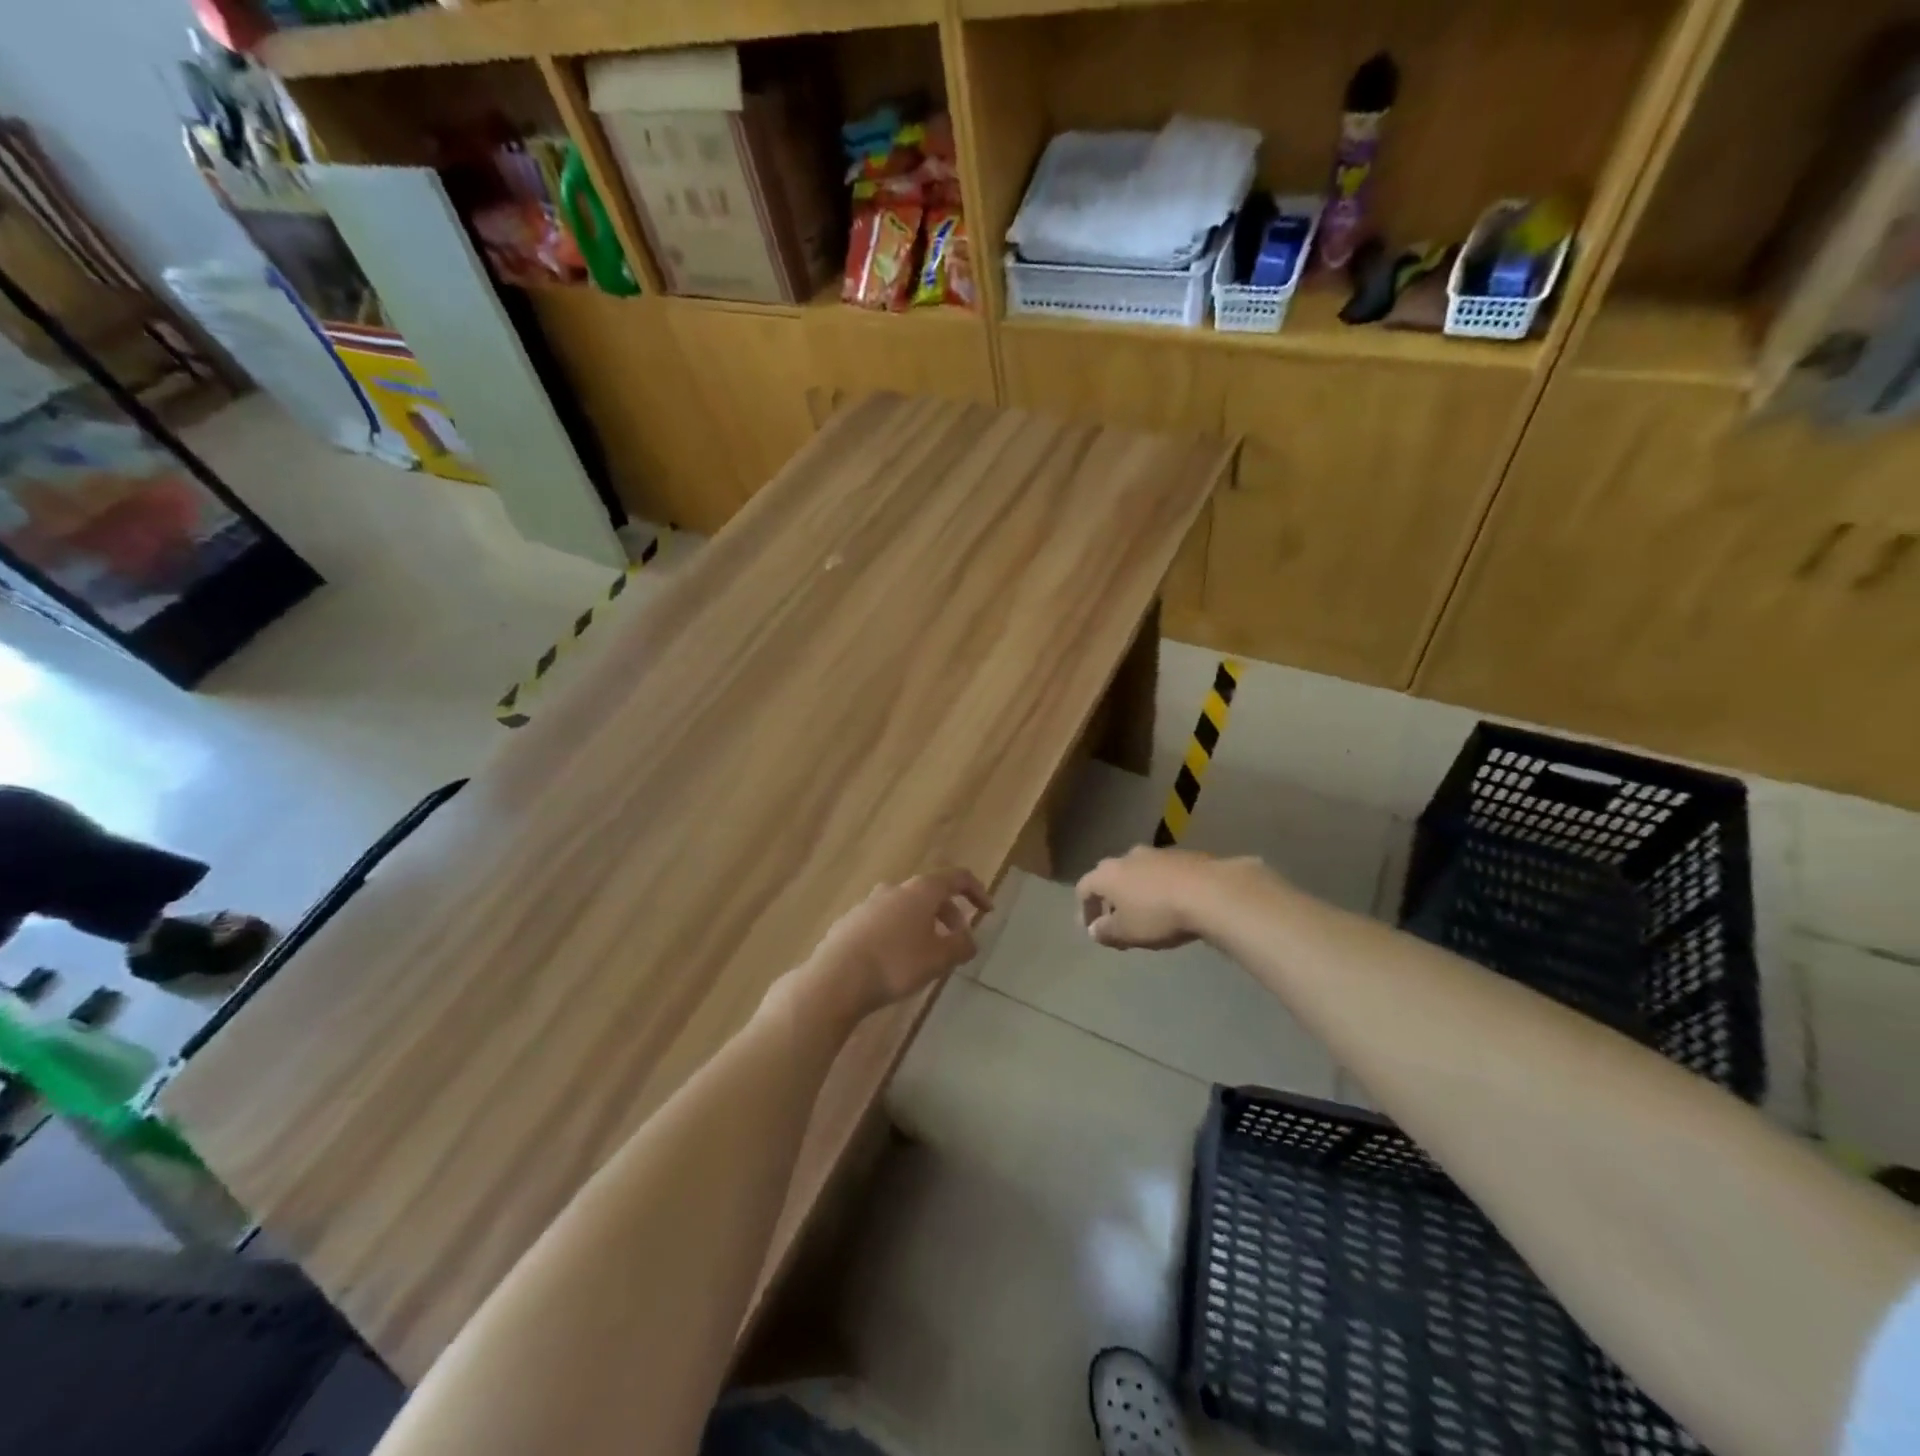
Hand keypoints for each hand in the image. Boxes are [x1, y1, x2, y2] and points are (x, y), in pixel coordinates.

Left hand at [805, 869, 993, 1020]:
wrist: (835, 978)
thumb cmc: (895, 964)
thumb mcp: (939, 959)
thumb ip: (961, 946)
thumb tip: (969, 939)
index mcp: (920, 890)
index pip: (957, 878)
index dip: (977, 891)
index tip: (987, 911)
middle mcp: (894, 889)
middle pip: (930, 892)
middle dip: (948, 913)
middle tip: (957, 938)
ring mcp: (868, 903)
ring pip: (905, 907)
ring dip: (923, 923)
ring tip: (927, 953)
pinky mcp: (850, 921)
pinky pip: (884, 921)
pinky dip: (899, 932)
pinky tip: (895, 960)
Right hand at [1077, 847, 1247, 950]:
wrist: (1210, 892)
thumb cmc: (1158, 915)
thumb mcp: (1127, 932)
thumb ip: (1105, 932)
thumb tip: (1093, 930)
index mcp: (1107, 874)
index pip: (1084, 888)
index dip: (1084, 910)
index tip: (1092, 930)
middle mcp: (1127, 857)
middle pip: (1110, 877)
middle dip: (1110, 900)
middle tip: (1118, 922)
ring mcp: (1157, 853)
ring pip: (1137, 873)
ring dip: (1136, 892)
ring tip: (1146, 914)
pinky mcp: (1183, 855)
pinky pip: (1162, 873)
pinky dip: (1159, 887)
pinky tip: (1172, 904)